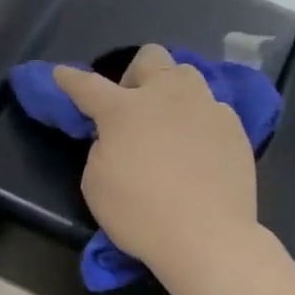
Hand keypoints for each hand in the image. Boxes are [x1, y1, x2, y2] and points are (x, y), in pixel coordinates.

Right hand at [53, 45, 259, 283]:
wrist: (207, 236)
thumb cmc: (140, 214)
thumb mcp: (96, 184)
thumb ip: (102, 148)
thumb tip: (116, 137)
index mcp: (124, 110)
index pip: (88, 85)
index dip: (70, 79)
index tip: (61, 74)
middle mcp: (167, 96)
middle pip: (150, 58)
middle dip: (135, 74)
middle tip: (132, 106)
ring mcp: (205, 107)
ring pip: (187, 75)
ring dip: (172, 91)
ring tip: (170, 122)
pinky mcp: (234, 127)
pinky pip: (212, 109)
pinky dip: (199, 121)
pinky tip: (199, 148)